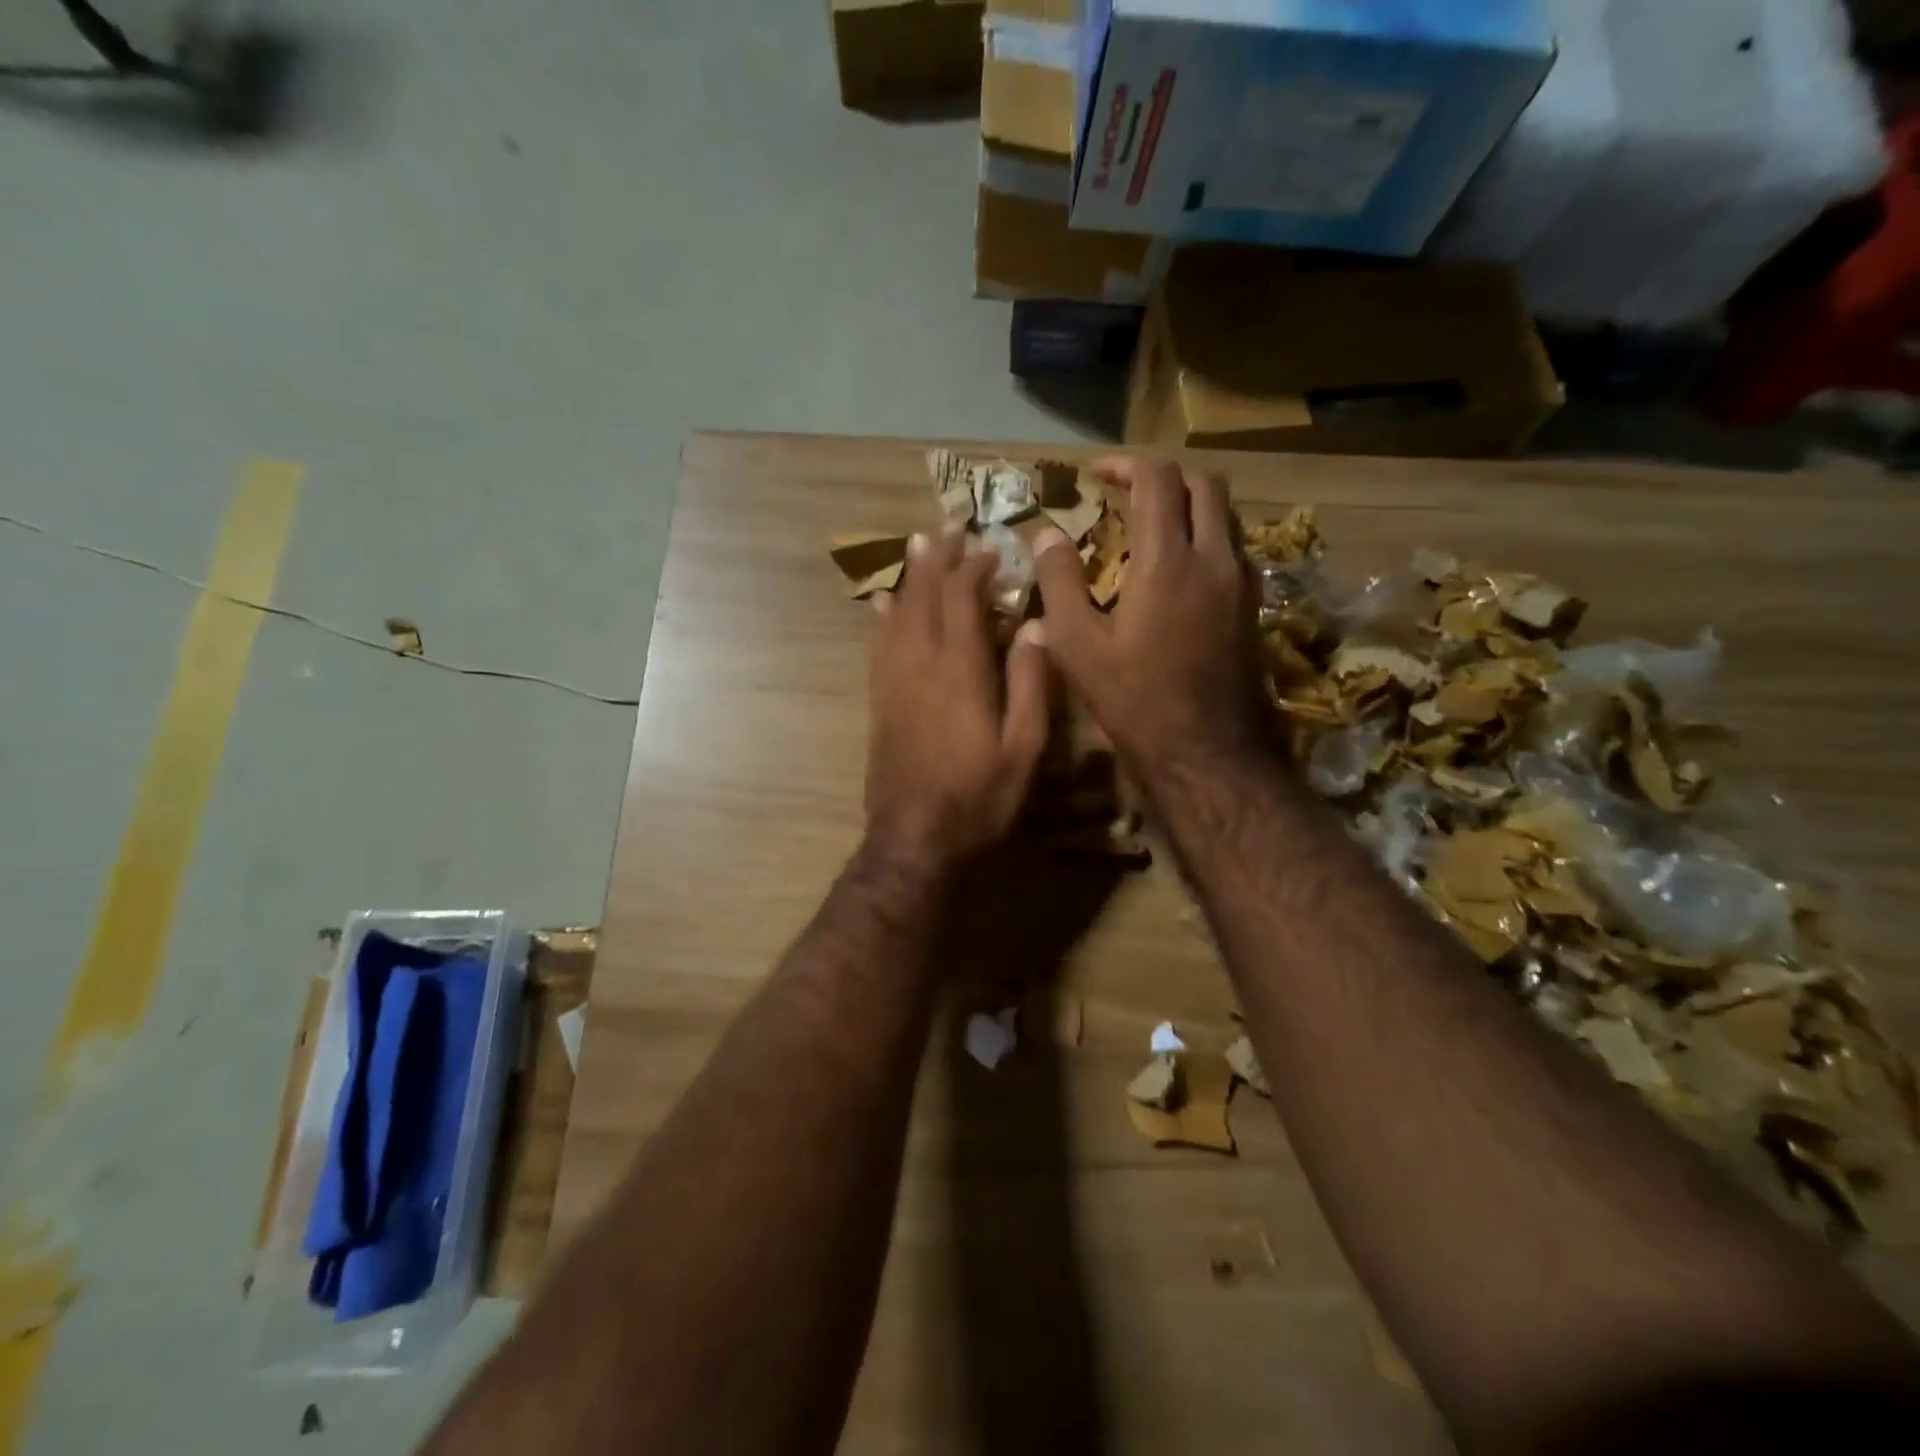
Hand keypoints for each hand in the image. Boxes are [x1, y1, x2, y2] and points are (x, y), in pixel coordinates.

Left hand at [865, 525, 1050, 868]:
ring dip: (910, 576)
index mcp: (960, 670)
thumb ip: (1031, 684)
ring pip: (897, 613)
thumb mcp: (1024, 748)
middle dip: (938, 557)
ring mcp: (892, 681)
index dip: (975, 567)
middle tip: (949, 526)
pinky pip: (879, 643)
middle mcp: (919, 664)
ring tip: (920, 546)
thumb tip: (1037, 626)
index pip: (962, 599)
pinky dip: (885, 615)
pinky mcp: (879, 701)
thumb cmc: (979, 797)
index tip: (992, 548)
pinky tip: (885, 603)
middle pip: (924, 595)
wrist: (914, 838)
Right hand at [1032, 456, 1270, 785]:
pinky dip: (1206, 538)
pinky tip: (1179, 571)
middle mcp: (1214, 559)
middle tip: (1127, 493)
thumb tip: (1046, 536)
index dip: (1124, 465)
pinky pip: (1233, 549)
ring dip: (1189, 505)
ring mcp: (1241, 583)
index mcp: (1168, 561)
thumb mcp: (1078, 646)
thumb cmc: (1135, 700)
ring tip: (1151, 527)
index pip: (1157, 480)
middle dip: (1163, 476)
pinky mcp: (1252, 608)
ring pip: (1224, 515)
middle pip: (1203, 484)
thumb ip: (1060, 583)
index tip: (1095, 475)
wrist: (1207, 751)